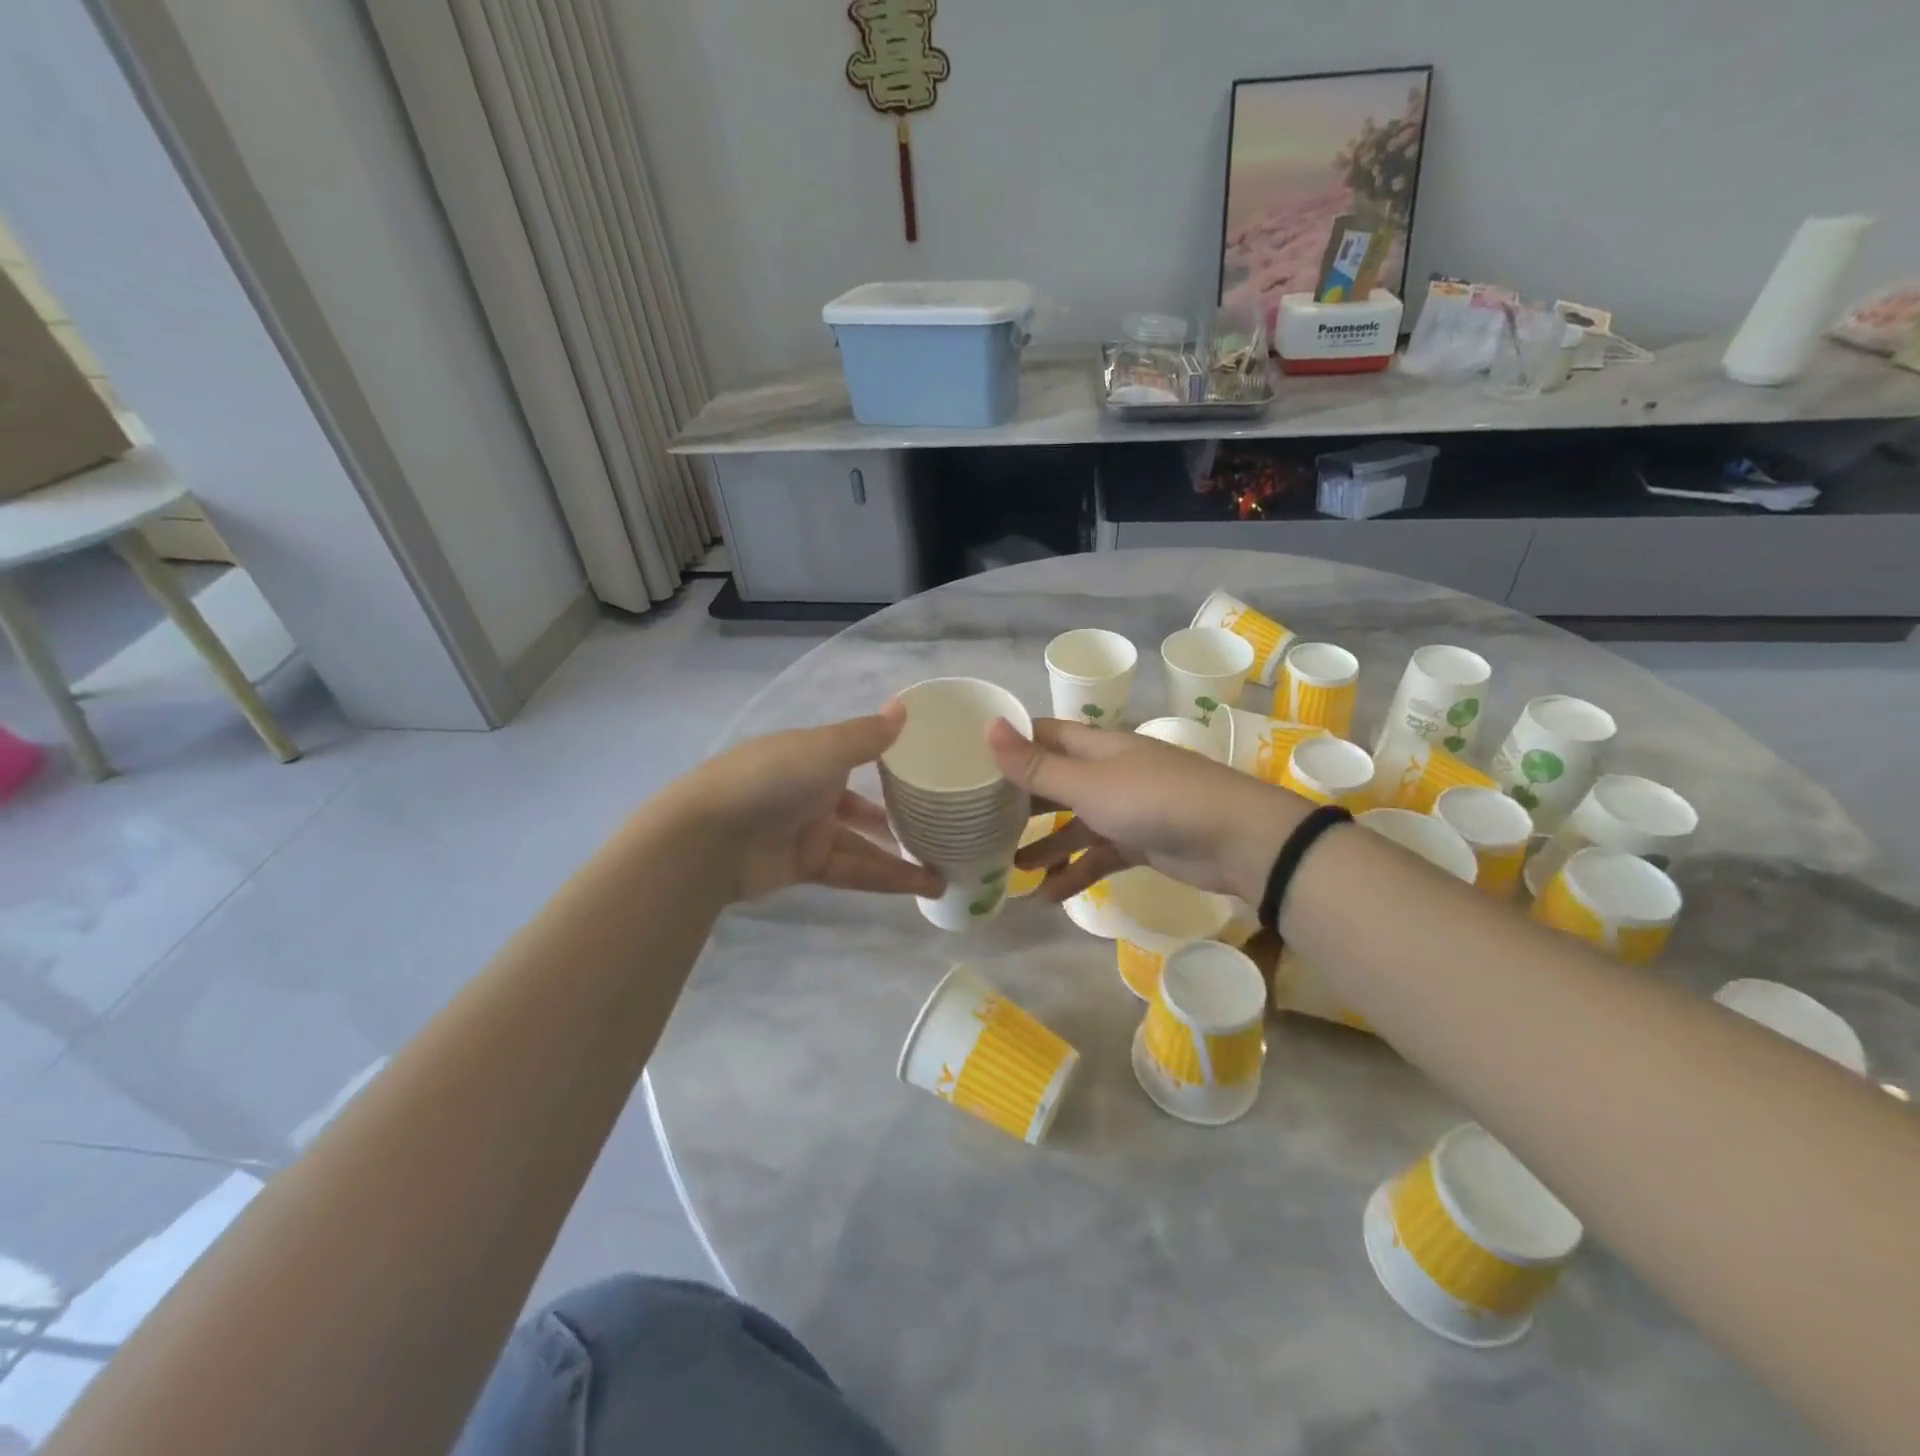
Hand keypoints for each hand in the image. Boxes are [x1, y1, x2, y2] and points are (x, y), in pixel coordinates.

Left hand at [678, 706, 942, 902]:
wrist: (709, 838)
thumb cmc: (770, 779)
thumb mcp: (824, 750)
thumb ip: (867, 736)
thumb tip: (904, 707)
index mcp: (813, 755)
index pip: (857, 754)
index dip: (890, 760)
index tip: (928, 766)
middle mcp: (812, 791)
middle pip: (863, 804)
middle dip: (898, 814)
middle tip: (942, 823)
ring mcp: (808, 831)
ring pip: (864, 843)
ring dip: (901, 855)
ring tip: (946, 867)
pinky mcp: (807, 867)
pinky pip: (855, 871)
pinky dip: (887, 878)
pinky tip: (923, 886)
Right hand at [986, 717, 1309, 901]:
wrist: (1235, 839)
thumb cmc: (1154, 800)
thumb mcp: (1088, 784)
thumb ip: (1037, 766)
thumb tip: (988, 726)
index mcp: (1095, 747)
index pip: (1043, 736)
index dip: (1010, 744)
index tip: (971, 760)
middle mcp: (1107, 772)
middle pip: (1054, 782)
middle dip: (1021, 801)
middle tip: (980, 821)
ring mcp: (1125, 809)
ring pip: (1074, 825)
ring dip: (1045, 845)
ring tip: (1009, 867)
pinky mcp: (1139, 843)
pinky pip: (1098, 856)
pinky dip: (1075, 873)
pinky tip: (1048, 896)